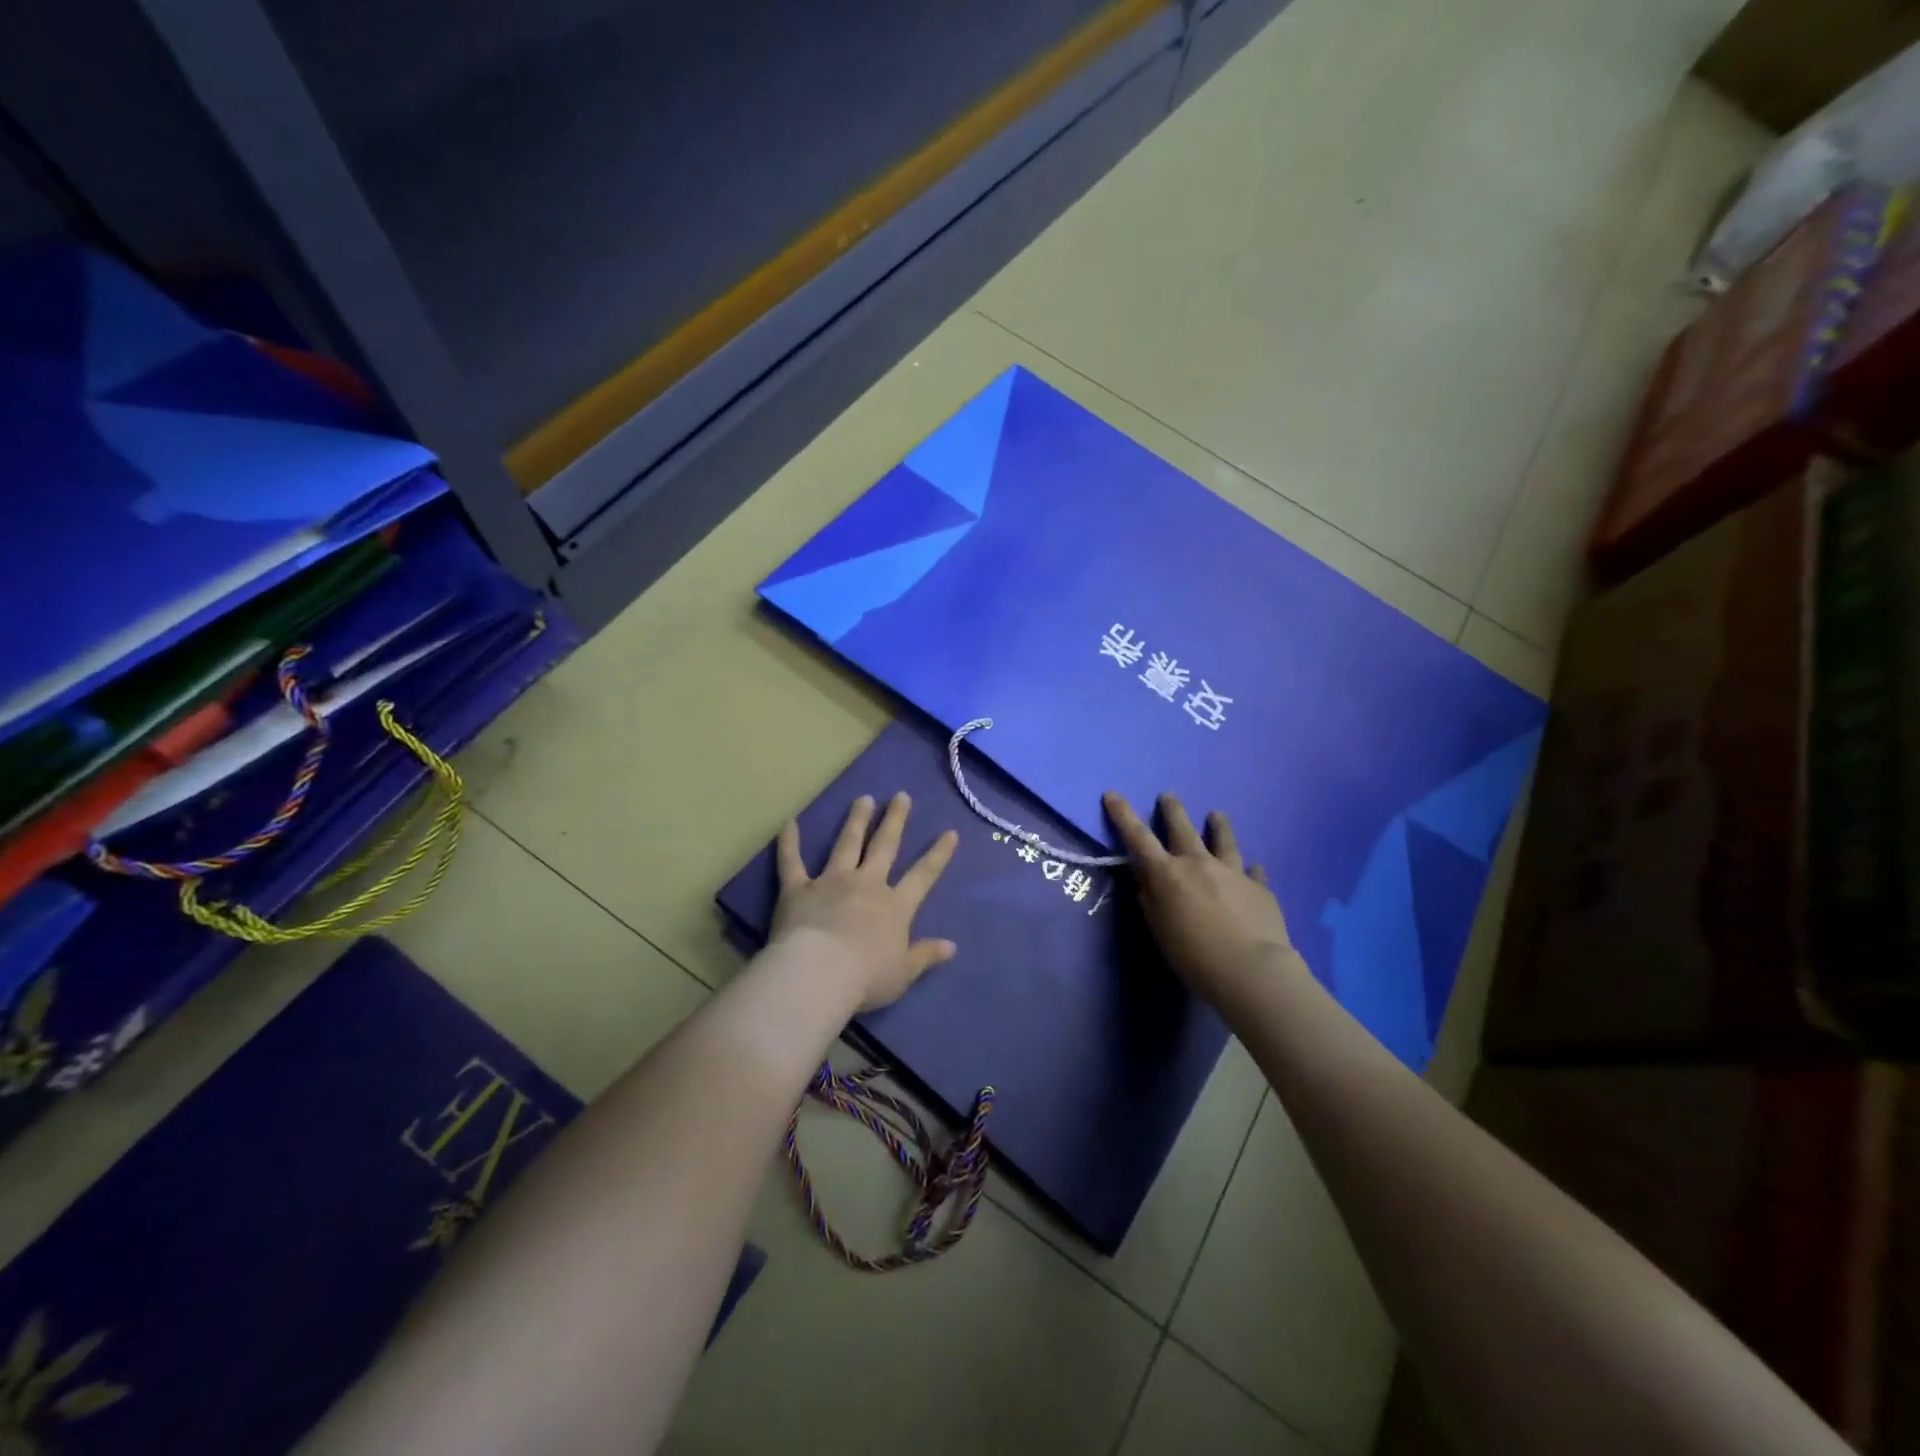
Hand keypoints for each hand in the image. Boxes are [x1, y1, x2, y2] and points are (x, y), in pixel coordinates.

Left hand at [771, 793, 960, 1010]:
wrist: (819, 973)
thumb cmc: (866, 978)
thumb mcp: (903, 973)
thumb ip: (925, 956)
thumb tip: (952, 947)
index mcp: (895, 906)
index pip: (923, 875)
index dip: (938, 854)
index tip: (950, 832)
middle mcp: (867, 884)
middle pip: (884, 846)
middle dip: (895, 820)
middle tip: (900, 796)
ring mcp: (832, 881)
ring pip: (847, 844)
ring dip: (856, 820)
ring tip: (863, 799)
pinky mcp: (799, 888)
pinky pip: (792, 861)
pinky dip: (789, 842)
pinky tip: (789, 823)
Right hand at [1103, 791, 1300, 1010]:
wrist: (1252, 970)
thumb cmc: (1194, 956)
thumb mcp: (1160, 930)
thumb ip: (1151, 900)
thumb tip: (1145, 880)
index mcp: (1168, 875)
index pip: (1139, 837)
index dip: (1124, 814)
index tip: (1113, 794)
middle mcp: (1199, 864)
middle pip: (1183, 828)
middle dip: (1173, 810)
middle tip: (1168, 795)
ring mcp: (1233, 872)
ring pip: (1224, 840)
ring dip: (1218, 825)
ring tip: (1217, 814)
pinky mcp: (1259, 887)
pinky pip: (1253, 872)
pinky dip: (1250, 869)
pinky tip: (1254, 867)